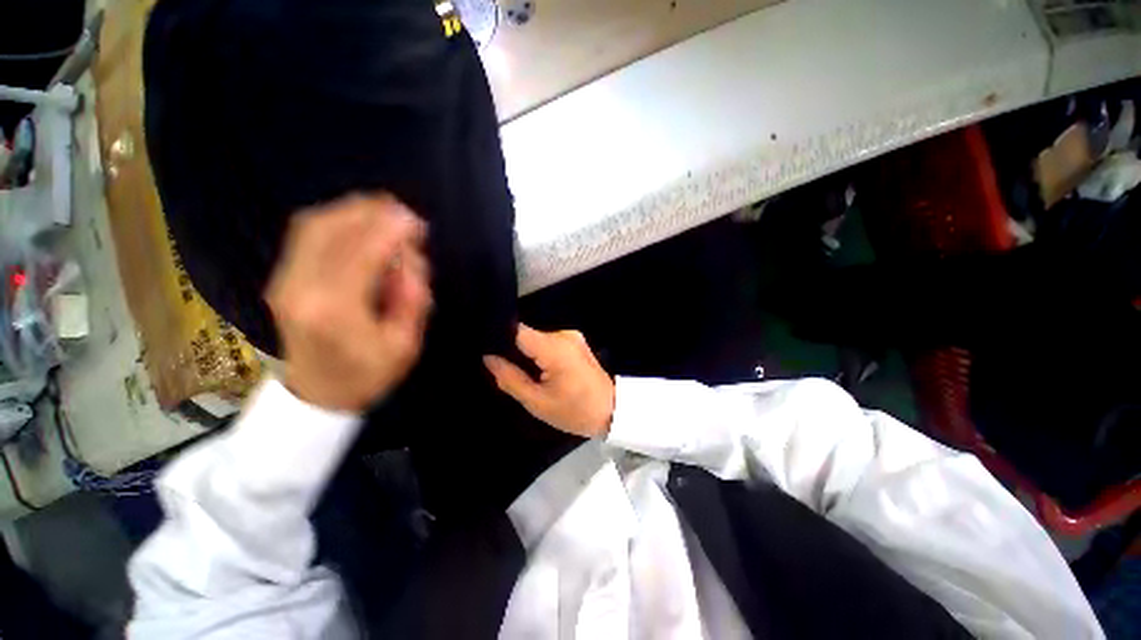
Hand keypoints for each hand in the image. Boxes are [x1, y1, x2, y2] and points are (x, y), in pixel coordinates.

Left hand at [265, 193, 431, 411]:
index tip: (415, 220)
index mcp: (335, 309)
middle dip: (371, 212)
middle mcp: (301, 286)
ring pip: (315, 225)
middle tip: (404, 213)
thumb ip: (412, 298)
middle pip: (332, 229)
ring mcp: (285, 279)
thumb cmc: (368, 374)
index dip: (390, 229)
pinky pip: (305, 233)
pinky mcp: (282, 276)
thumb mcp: (406, 343)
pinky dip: (335, 219)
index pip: (362, 252)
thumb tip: (409, 256)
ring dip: (352, 211)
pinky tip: (357, 222)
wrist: (317, 393)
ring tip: (385, 211)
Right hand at [483, 324, 614, 438]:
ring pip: (536, 337)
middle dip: (511, 348)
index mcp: (554, 347)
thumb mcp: (537, 402)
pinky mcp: (575, 340)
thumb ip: (509, 378)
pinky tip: (536, 367)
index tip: (486, 350)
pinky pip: (548, 341)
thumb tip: (488, 358)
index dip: (499, 337)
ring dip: (525, 351)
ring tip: (518, 369)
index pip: (517, 330)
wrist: (612, 411)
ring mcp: (571, 335)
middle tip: (500, 367)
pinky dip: (538, 351)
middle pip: (526, 333)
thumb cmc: (575, 411)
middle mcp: (563, 333)